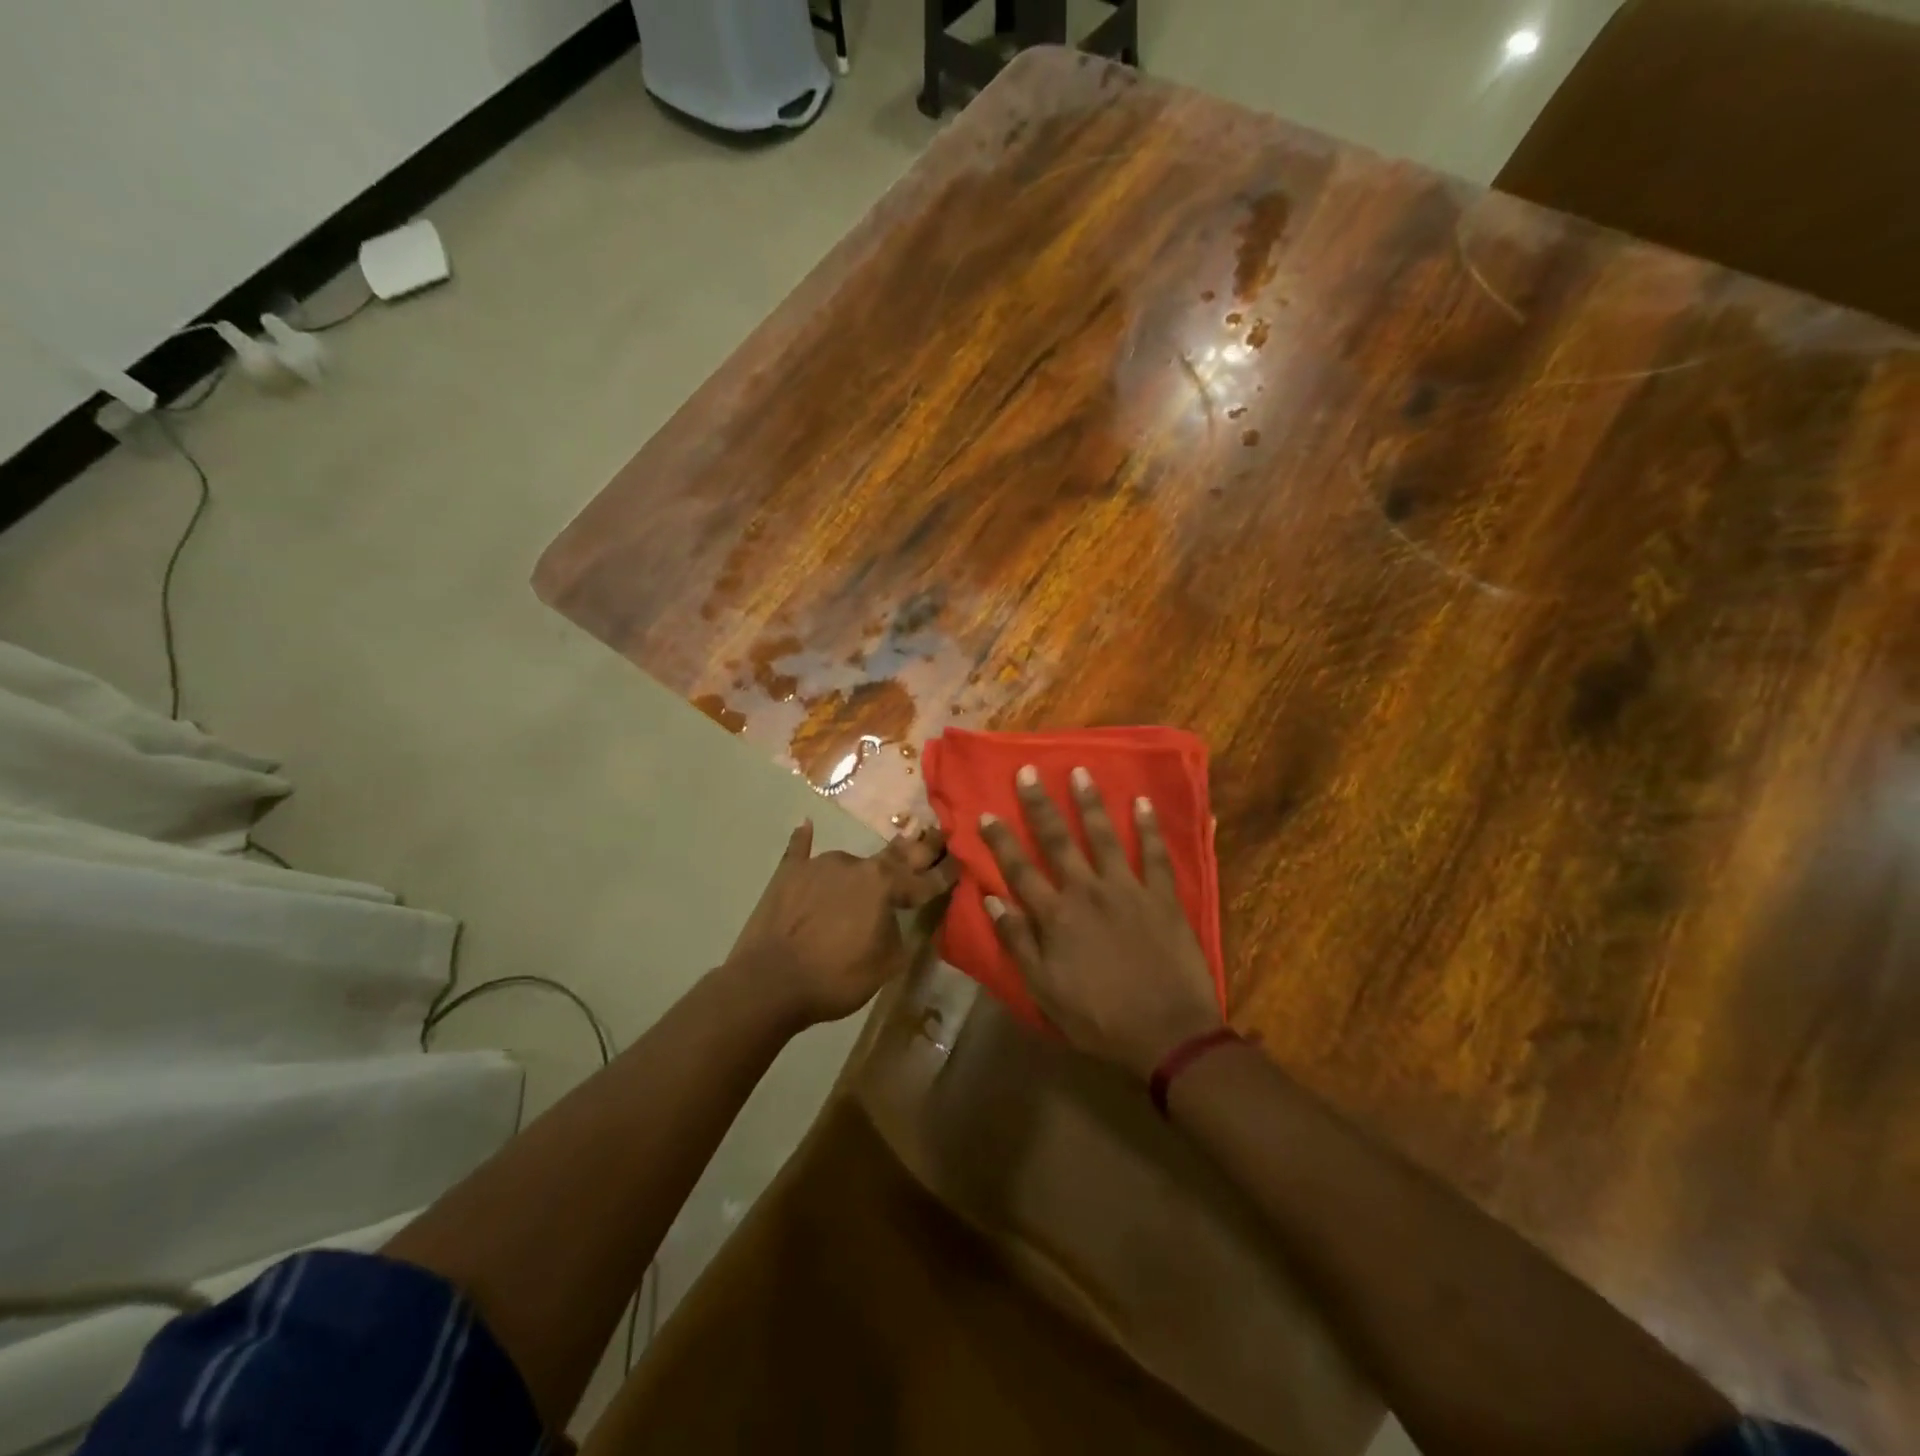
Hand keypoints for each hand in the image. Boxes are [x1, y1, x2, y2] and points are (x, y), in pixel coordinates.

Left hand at [725, 817, 955, 1029]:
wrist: (769, 982)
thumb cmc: (836, 977)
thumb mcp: (886, 965)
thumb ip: (899, 935)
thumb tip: (897, 920)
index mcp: (884, 885)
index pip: (924, 880)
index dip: (945, 873)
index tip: (961, 861)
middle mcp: (855, 865)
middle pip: (894, 855)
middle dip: (918, 847)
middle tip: (935, 833)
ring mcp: (819, 865)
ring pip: (851, 860)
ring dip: (867, 865)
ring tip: (877, 863)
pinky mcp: (788, 873)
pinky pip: (800, 851)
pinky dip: (805, 840)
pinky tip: (806, 825)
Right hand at [979, 765, 1223, 1078]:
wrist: (1168, 1034)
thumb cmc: (1099, 1019)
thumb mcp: (1045, 991)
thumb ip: (1018, 943)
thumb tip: (992, 900)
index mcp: (1055, 917)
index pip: (1019, 870)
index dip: (1001, 840)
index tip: (986, 812)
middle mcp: (1087, 892)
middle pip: (1058, 841)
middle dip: (1039, 805)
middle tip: (1028, 771)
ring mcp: (1127, 890)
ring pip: (1104, 836)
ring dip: (1090, 803)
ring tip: (1080, 771)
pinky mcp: (1163, 897)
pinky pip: (1155, 855)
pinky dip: (1149, 827)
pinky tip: (1142, 801)